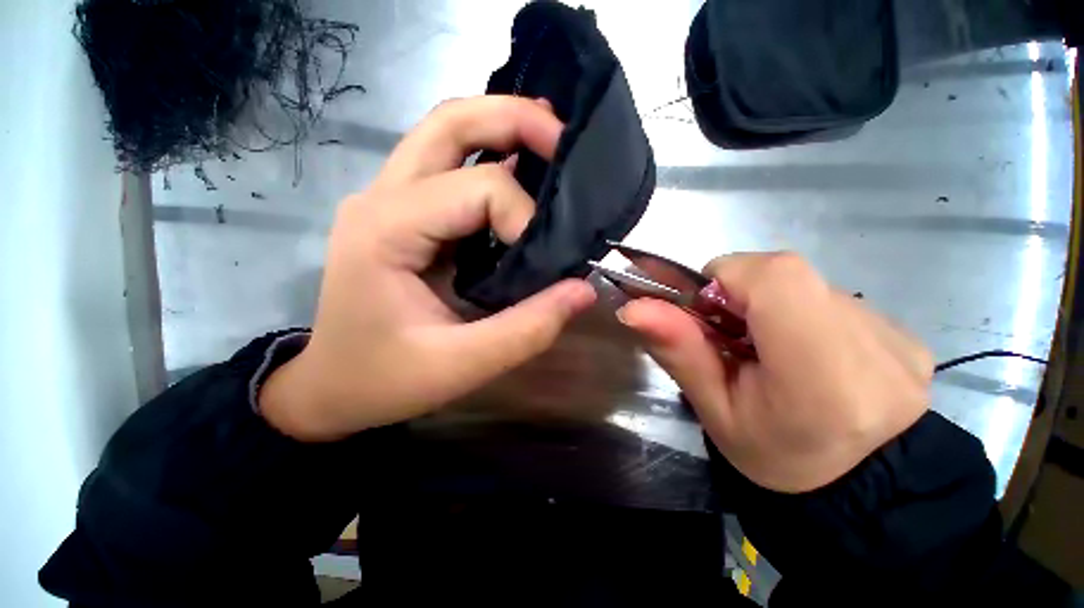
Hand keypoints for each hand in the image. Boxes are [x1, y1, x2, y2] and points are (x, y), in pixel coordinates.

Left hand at [261, 96, 596, 440]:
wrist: (332, 387)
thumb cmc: (386, 381)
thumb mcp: (462, 366)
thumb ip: (527, 329)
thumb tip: (582, 289)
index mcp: (386, 230)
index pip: (477, 190)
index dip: (524, 219)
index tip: (545, 262)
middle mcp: (381, 198)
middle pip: (450, 124)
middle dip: (514, 119)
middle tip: (564, 139)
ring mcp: (387, 199)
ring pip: (446, 133)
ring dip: (502, 127)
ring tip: (550, 143)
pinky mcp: (402, 213)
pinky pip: (448, 165)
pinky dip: (490, 158)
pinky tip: (521, 173)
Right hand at [618, 253, 932, 492]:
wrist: (867, 490)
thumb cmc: (780, 456)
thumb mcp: (715, 411)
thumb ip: (678, 352)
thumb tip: (633, 308)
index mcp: (820, 368)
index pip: (770, 274)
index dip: (725, 279)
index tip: (707, 311)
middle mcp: (869, 338)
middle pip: (782, 272)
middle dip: (740, 293)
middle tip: (732, 337)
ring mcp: (893, 330)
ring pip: (804, 283)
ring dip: (770, 305)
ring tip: (771, 351)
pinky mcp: (902, 331)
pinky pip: (831, 298)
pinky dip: (803, 314)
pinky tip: (809, 355)